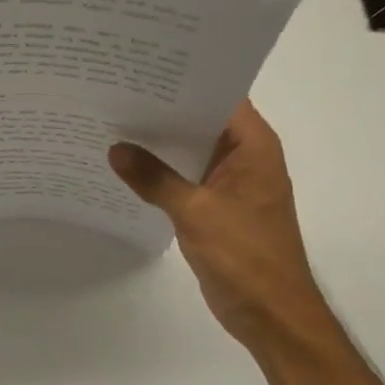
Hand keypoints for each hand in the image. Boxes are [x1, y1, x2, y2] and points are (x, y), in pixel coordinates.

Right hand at [109, 100, 330, 350]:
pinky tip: (127, 166)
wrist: (272, 316)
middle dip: (162, 109)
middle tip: (116, 91)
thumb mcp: (195, 212)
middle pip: (201, 120)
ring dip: (160, 143)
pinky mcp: (217, 207)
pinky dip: (162, 172)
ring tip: (113, 121)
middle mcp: (245, 156)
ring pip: (191, 150)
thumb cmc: (245, 256)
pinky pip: (186, 178)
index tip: (142, 68)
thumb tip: (115, 150)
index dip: (183, 80)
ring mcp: (231, 183)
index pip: (218, 95)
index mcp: (252, 146)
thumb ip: (154, 178)